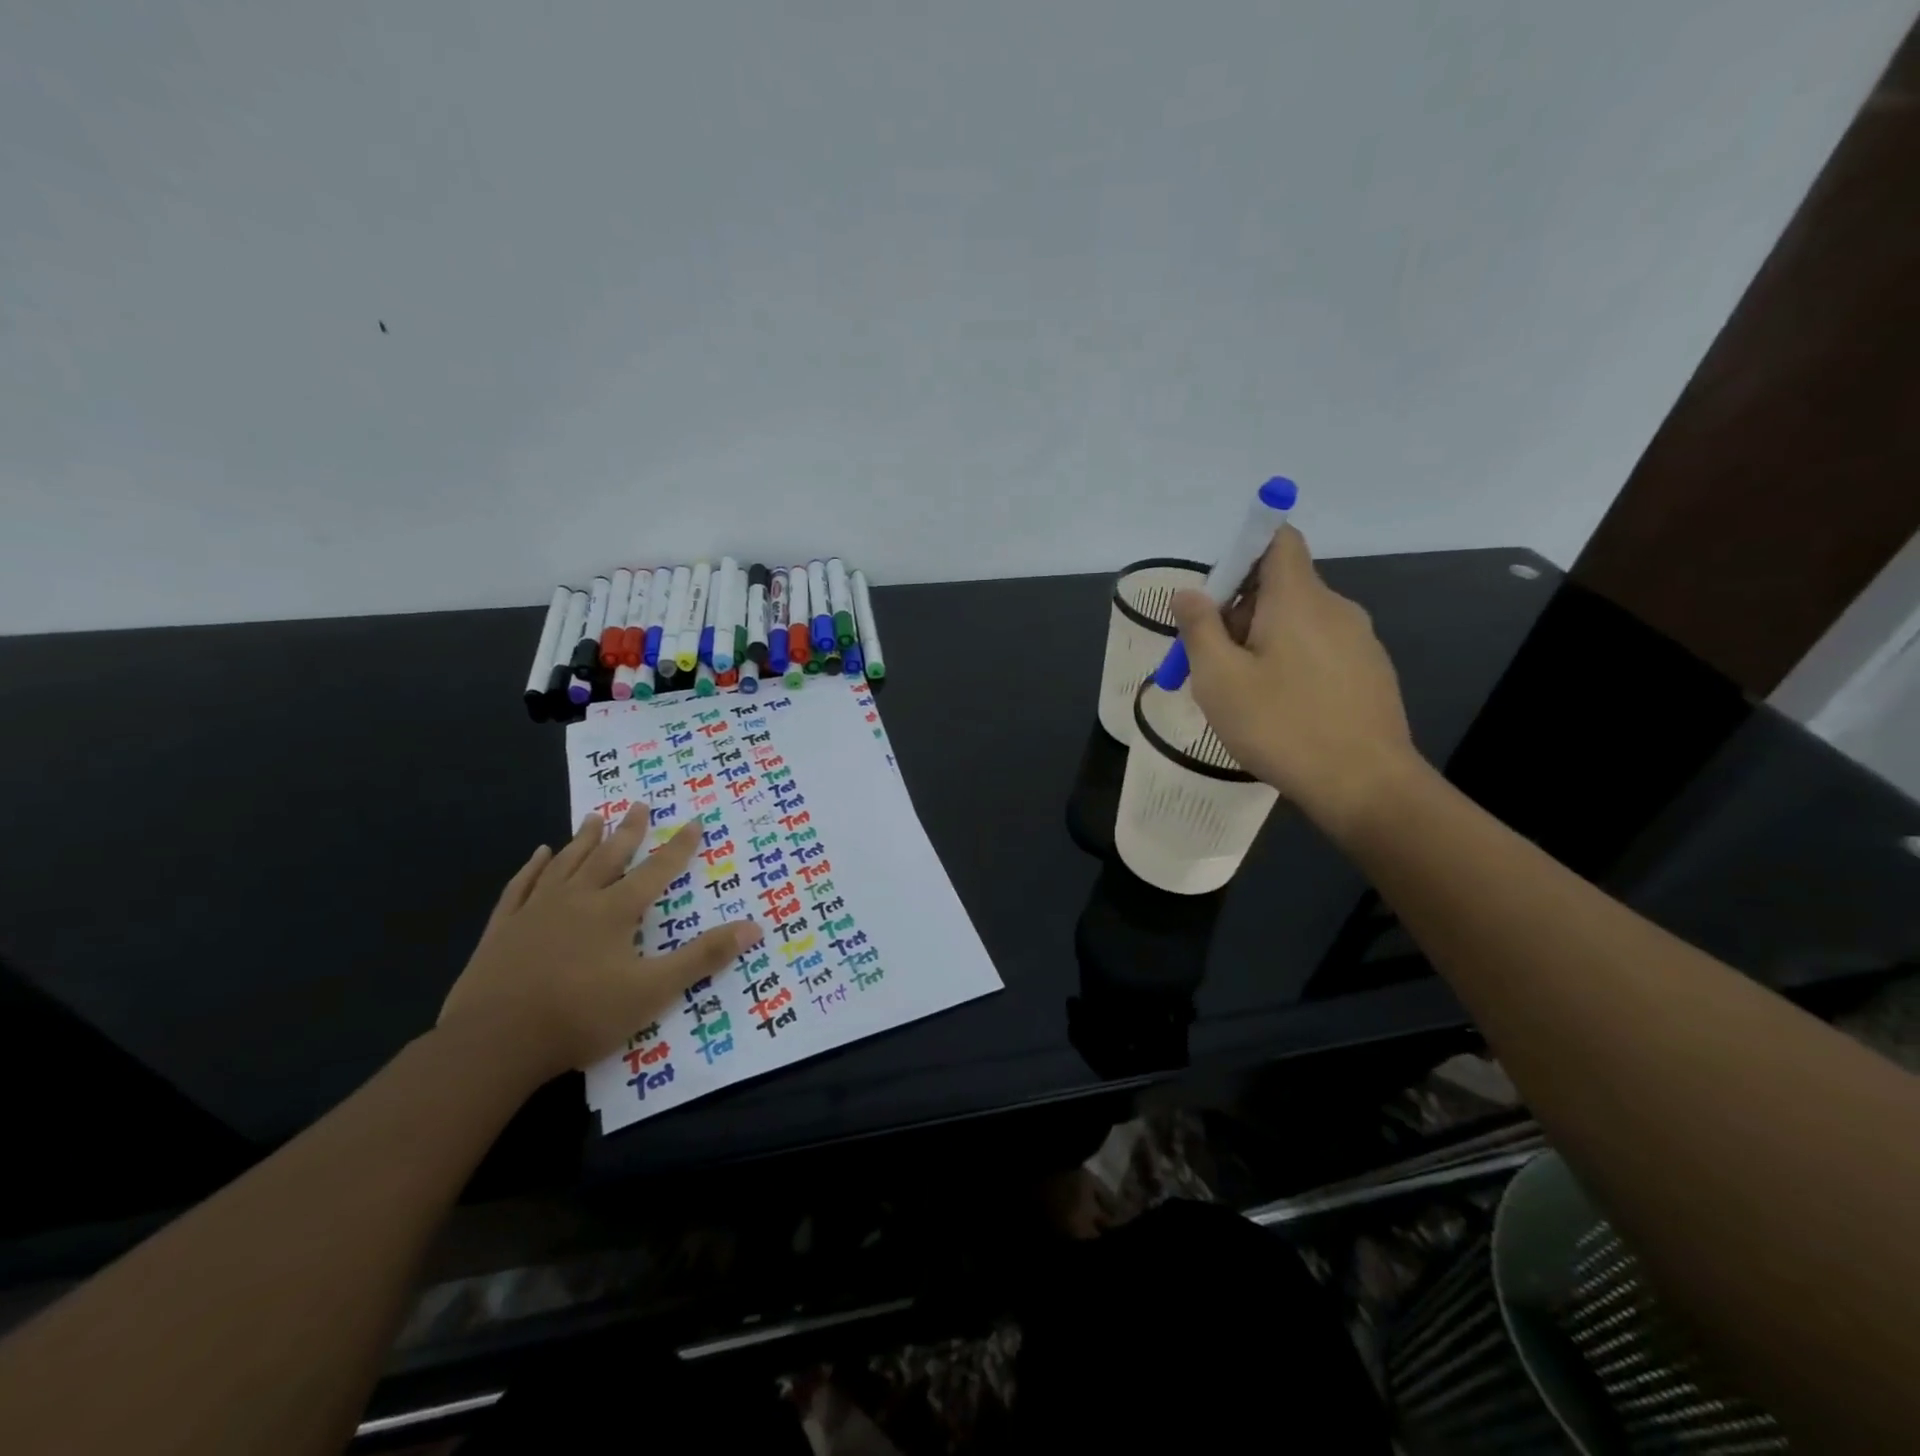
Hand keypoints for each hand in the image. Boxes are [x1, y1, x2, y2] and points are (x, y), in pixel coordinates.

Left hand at [439, 811, 761, 1084]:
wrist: (493, 1042)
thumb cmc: (581, 1015)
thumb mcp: (654, 990)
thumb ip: (703, 956)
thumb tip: (754, 926)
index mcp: (615, 911)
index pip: (656, 871)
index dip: (679, 847)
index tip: (694, 822)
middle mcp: (577, 899)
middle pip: (609, 856)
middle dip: (629, 831)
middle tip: (640, 805)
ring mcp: (535, 911)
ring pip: (565, 863)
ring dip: (584, 839)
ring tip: (595, 818)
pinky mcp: (503, 929)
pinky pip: (521, 886)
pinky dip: (532, 867)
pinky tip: (539, 854)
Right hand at [1170, 525, 1422, 836]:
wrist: (1365, 785)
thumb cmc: (1281, 725)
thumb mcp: (1220, 679)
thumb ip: (1199, 628)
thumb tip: (1189, 592)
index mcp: (1298, 598)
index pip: (1277, 539)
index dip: (1242, 552)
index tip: (1215, 596)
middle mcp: (1335, 607)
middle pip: (1281, 585)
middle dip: (1240, 611)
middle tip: (1214, 663)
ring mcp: (1360, 640)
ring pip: (1299, 622)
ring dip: (1264, 642)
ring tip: (1245, 695)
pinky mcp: (1371, 672)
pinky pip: (1320, 650)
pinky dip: (1293, 664)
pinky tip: (1282, 711)